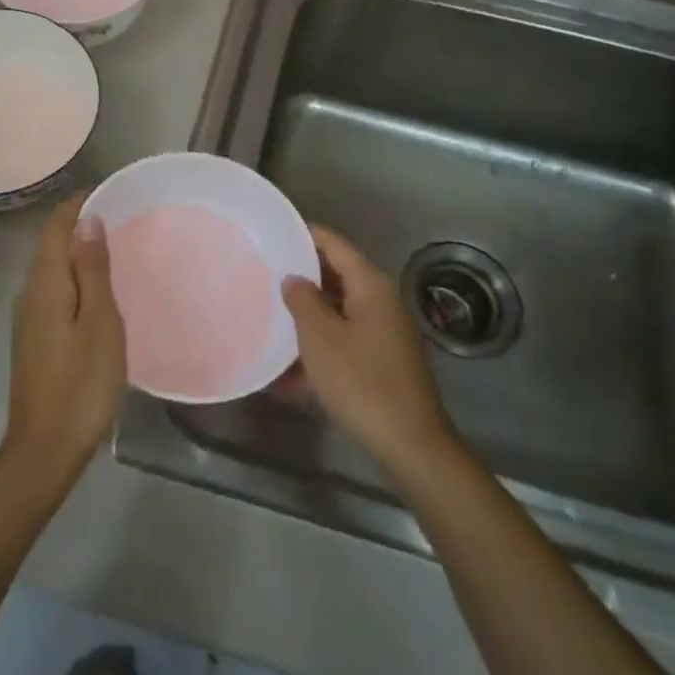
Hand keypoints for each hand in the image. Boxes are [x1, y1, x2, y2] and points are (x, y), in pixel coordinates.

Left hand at [1, 192, 127, 481]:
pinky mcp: (33, 339)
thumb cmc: (82, 383)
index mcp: (45, 285)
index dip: (75, 206)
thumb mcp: (99, 323)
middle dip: (76, 224)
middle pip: (50, 246)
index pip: (55, 229)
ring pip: (50, 270)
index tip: (103, 190)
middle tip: (114, 213)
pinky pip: (52, 291)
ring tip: (108, 245)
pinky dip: (72, 277)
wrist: (45, 448)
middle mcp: (29, 294)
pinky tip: (93, 288)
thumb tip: (86, 222)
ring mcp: (28, 319)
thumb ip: (92, 271)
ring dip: (74, 251)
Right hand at [282, 225, 454, 477]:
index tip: (275, 231)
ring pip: (338, 312)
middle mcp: (382, 301)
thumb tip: (293, 278)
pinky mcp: (383, 360)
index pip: (334, 245)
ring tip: (271, 319)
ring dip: (307, 318)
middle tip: (264, 274)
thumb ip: (302, 300)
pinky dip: (320, 347)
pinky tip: (289, 374)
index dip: (305, 235)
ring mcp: (385, 332)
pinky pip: (345, 341)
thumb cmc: (360, 381)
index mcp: (371, 286)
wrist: (409, 443)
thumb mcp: (320, 337)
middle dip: (302, 278)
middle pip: (336, 277)